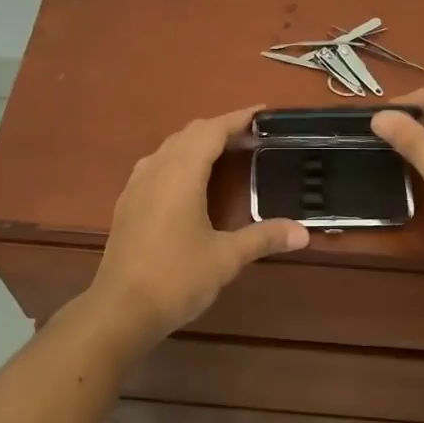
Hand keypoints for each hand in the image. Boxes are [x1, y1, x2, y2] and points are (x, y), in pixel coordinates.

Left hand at [89, 107, 308, 347]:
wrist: (120, 310)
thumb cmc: (176, 278)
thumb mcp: (225, 258)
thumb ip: (263, 238)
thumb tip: (303, 232)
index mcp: (181, 173)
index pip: (212, 130)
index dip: (238, 118)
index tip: (262, 112)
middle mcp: (156, 168)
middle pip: (190, 133)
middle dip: (220, 128)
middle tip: (251, 137)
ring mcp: (137, 184)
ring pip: (170, 146)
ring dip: (198, 142)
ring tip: (225, 153)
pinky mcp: (128, 202)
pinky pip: (156, 163)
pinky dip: (179, 158)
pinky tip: (189, 180)